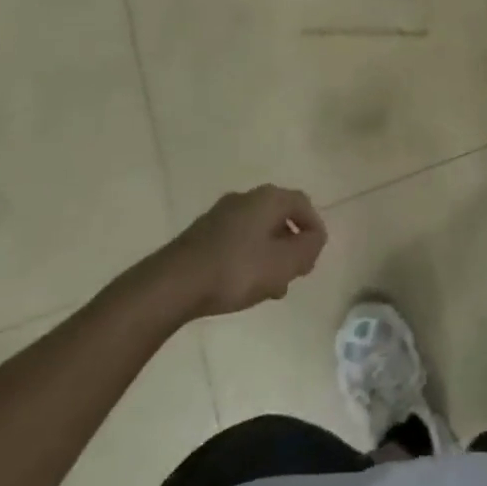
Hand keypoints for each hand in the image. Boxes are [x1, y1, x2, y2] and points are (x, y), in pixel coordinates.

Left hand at [137, 185, 326, 323]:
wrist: (171, 285)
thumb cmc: (236, 270)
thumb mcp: (284, 263)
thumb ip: (308, 248)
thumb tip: (315, 238)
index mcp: (269, 198)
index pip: (303, 204)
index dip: (314, 228)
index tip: (314, 256)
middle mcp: (245, 198)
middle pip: (279, 217)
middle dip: (291, 244)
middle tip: (294, 272)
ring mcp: (219, 215)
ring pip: (257, 231)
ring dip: (269, 254)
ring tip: (270, 287)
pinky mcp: (200, 234)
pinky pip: (236, 241)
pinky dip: (247, 258)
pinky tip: (242, 285)